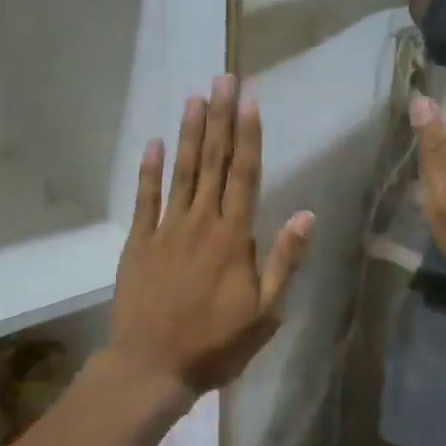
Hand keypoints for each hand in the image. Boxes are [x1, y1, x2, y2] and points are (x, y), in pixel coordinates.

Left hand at [111, 75, 314, 399]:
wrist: (153, 366)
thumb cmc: (216, 344)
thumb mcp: (266, 313)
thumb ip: (284, 261)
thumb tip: (306, 214)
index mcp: (234, 238)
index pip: (245, 175)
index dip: (248, 135)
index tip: (250, 100)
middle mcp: (201, 223)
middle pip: (213, 162)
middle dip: (220, 118)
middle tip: (223, 79)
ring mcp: (166, 230)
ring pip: (181, 172)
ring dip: (188, 133)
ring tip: (195, 98)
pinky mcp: (139, 242)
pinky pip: (145, 198)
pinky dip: (149, 170)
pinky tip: (153, 142)